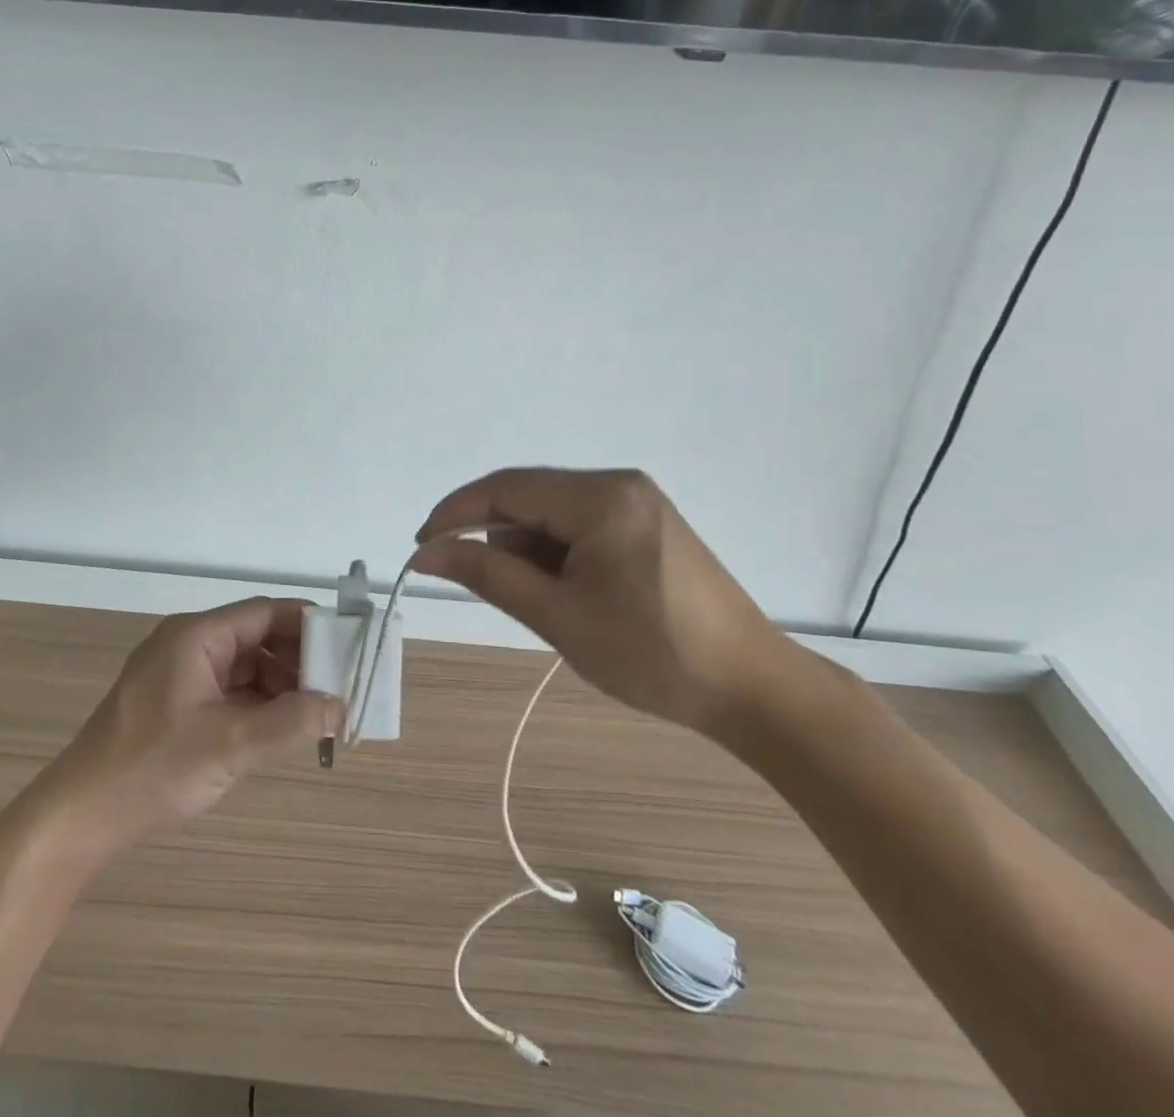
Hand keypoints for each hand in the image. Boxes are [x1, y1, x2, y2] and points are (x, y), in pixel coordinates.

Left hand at [28, 599, 339, 860]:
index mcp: (196, 636)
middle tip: (337, 687)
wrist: (81, 814)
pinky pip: (228, 690)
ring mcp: (179, 674)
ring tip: (315, 713)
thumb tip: (340, 706)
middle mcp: (188, 644)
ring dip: (279, 686)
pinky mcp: (175, 702)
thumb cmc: (153, 767)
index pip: (264, 613)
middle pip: (256, 638)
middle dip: (297, 661)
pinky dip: (256, 705)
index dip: (307, 625)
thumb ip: (290, 723)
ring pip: (244, 666)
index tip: (345, 646)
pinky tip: (280, 728)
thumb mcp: (230, 745)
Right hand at [415, 468, 786, 733]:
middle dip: (490, 534)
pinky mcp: (646, 523)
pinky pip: (579, 524)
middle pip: (528, 496)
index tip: (421, 548)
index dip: (455, 513)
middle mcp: (618, 484)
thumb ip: (487, 575)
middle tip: (466, 579)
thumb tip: (426, 554)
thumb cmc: (651, 654)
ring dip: (524, 547)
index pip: (505, 488)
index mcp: (600, 497)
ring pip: (552, 512)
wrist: (752, 688)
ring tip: (531, 599)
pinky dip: (554, 552)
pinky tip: (558, 589)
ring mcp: (636, 501)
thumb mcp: (558, 616)